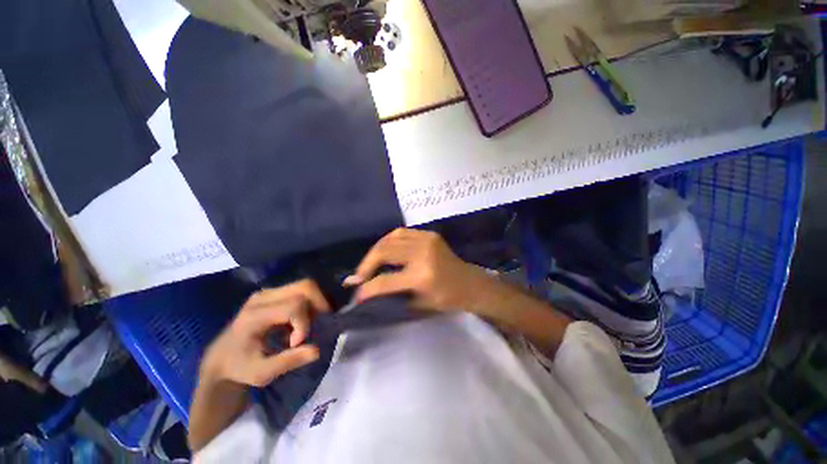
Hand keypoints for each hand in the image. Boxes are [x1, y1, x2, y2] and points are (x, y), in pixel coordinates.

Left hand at [200, 279, 329, 387]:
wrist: (220, 358)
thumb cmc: (239, 368)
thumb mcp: (261, 373)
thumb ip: (288, 361)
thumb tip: (317, 350)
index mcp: (255, 315)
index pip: (294, 306)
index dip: (304, 324)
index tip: (297, 344)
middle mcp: (262, 297)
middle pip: (305, 287)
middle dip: (319, 304)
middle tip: (320, 324)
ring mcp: (267, 293)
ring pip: (305, 286)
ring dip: (315, 303)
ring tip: (311, 323)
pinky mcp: (272, 293)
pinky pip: (300, 290)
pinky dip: (309, 303)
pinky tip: (301, 321)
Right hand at [345, 228, 489, 311]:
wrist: (470, 283)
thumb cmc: (448, 299)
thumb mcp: (419, 304)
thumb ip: (392, 296)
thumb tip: (367, 291)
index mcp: (422, 276)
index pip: (385, 281)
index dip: (367, 289)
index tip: (356, 294)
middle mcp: (423, 253)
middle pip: (384, 252)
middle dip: (366, 265)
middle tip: (359, 277)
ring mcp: (426, 240)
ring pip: (390, 238)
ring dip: (376, 251)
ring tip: (370, 264)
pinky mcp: (429, 234)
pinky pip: (401, 233)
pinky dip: (388, 241)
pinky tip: (385, 250)